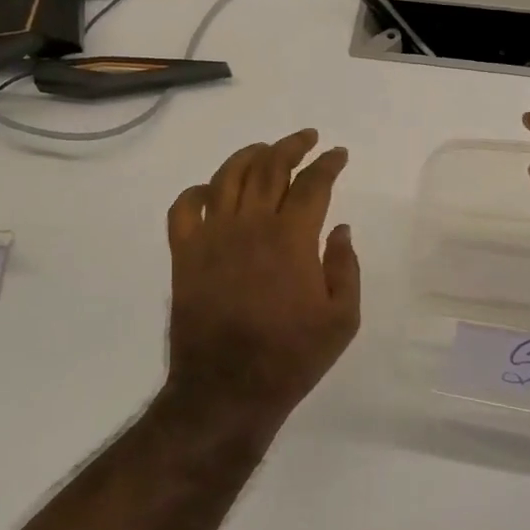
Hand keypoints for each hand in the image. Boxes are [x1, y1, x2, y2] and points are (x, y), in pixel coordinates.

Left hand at [163, 129, 360, 437]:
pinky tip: (211, 191)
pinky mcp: (184, 254)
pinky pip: (184, 208)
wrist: (227, 390)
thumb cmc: (292, 357)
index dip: (328, 163)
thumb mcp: (342, 319)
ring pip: (227, 176)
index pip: (312, 183)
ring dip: (249, 155)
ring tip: (264, 151)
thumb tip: (341, 229)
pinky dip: (196, 191)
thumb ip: (346, 267)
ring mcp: (212, 237)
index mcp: (292, 238)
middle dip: (291, 145)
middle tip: (307, 138)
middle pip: (270, 167)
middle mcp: (250, 225)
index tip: (338, 154)